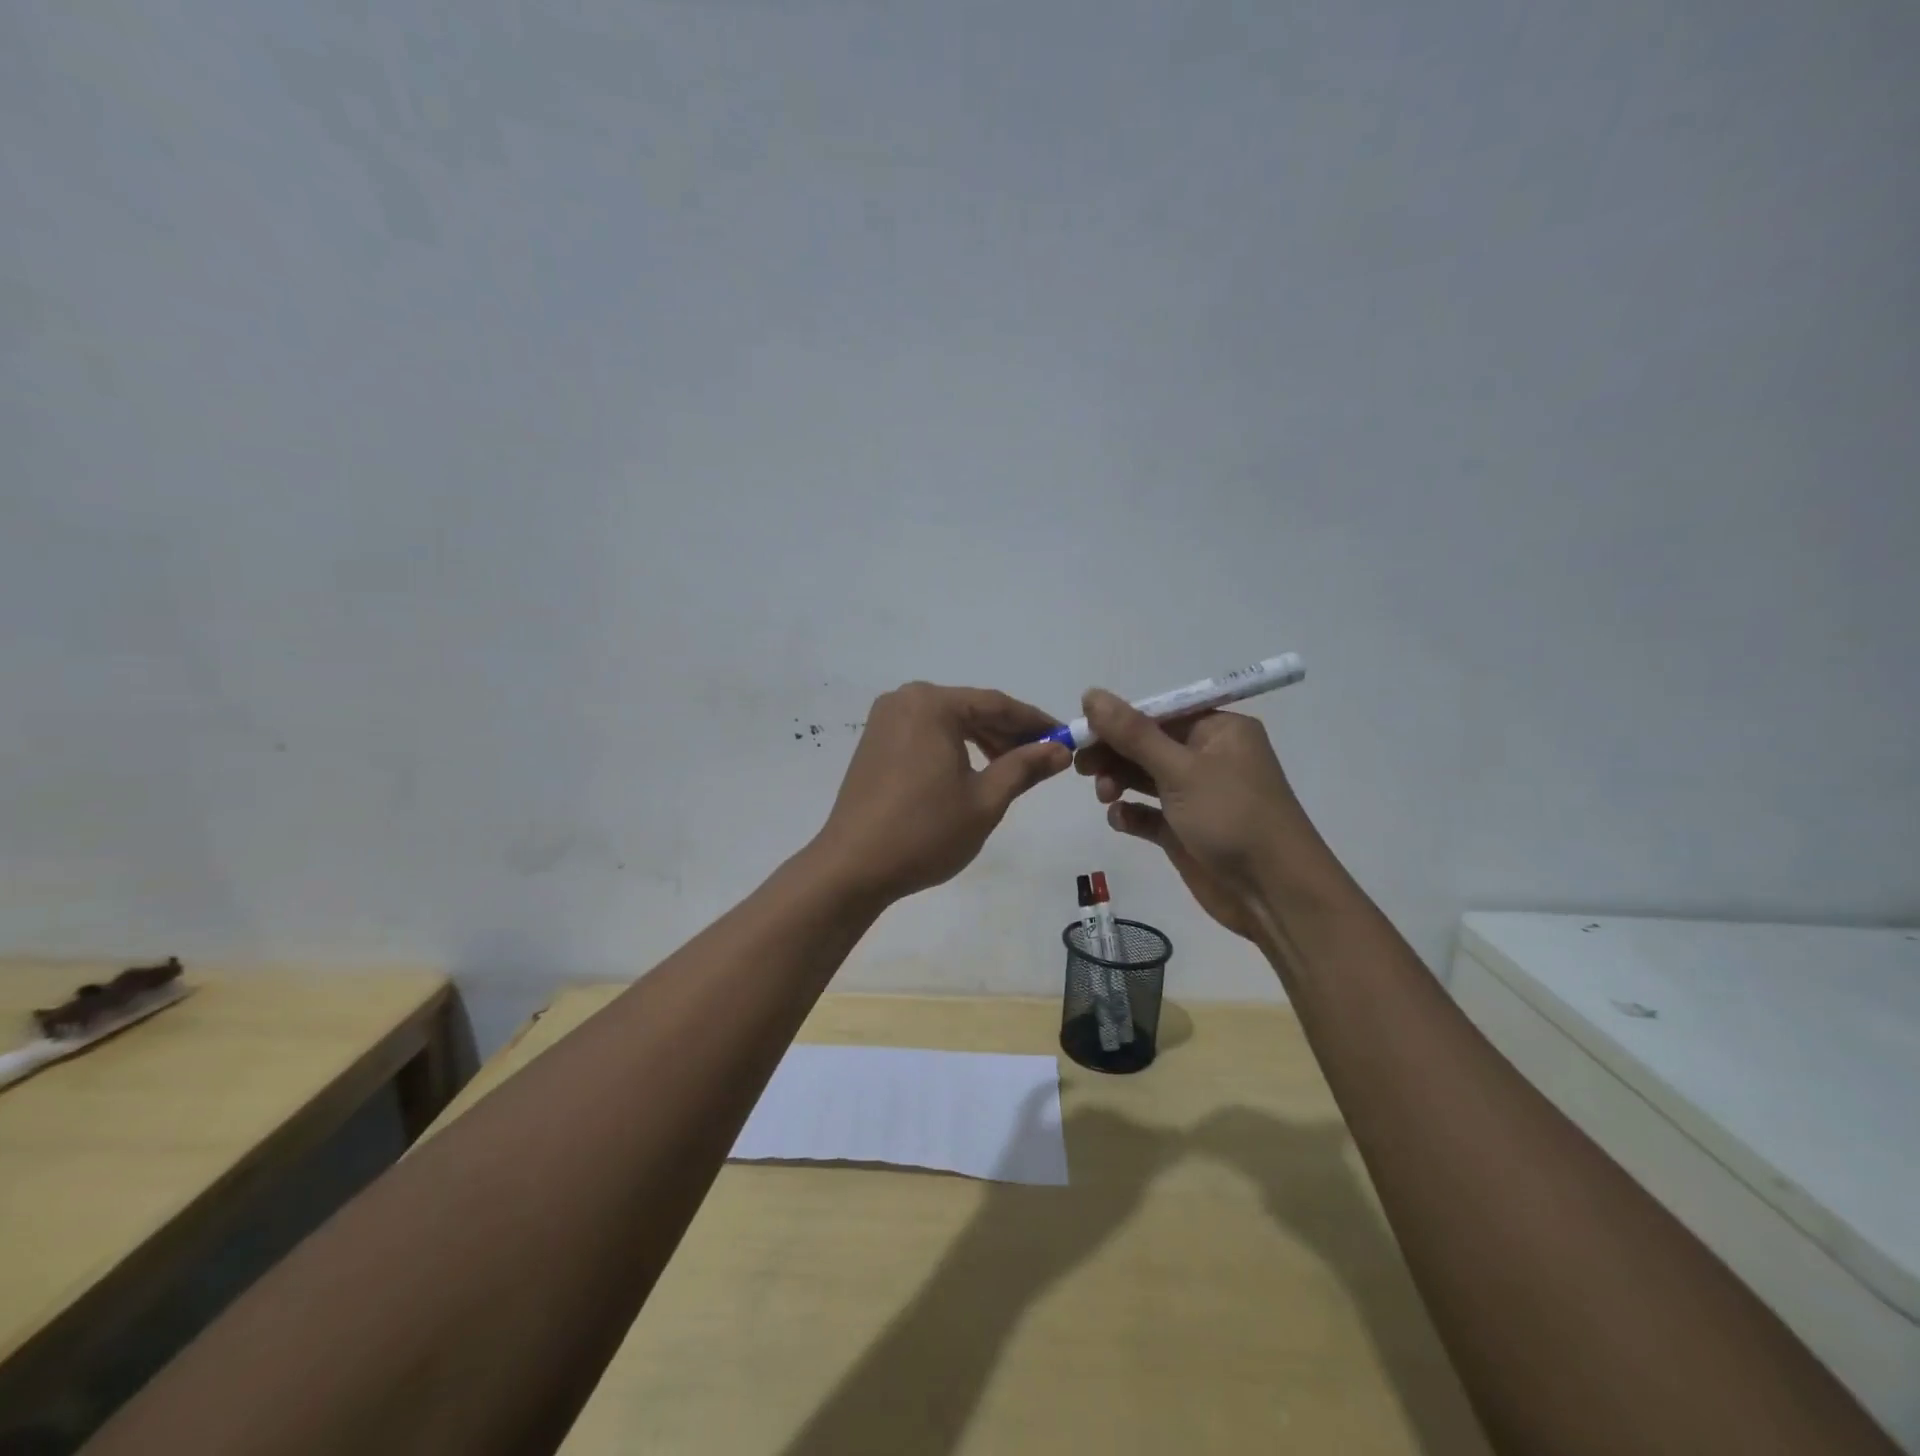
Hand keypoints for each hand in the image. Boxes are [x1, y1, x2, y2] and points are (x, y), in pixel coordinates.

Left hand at [813, 683, 1070, 903]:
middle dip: (1008, 732)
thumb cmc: (925, 831)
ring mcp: (884, 720)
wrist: (853, 867)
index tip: (1066, 738)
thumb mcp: (985, 800)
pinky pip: (925, 733)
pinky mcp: (874, 742)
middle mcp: (905, 700)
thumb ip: (1024, 767)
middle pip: (970, 709)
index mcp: (932, 704)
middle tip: (1044, 757)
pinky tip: (973, 771)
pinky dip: (953, 747)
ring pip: (948, 722)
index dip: (1035, 722)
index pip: (996, 704)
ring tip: (1013, 768)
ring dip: (982, 740)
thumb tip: (1061, 749)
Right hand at [1074, 690, 1332, 941]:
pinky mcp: (1185, 831)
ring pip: (1144, 778)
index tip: (1082, 731)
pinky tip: (1120, 820)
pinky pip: (1149, 814)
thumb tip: (1091, 694)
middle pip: (1147, 745)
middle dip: (1114, 753)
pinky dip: (1131, 814)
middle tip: (1081, 767)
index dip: (1118, 720)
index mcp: (1218, 731)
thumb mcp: (1180, 770)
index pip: (1158, 713)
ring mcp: (1196, 796)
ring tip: (1104, 796)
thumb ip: (1133, 734)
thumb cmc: (1233, 817)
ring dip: (1119, 782)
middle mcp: (1208, 757)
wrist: (1274, 894)